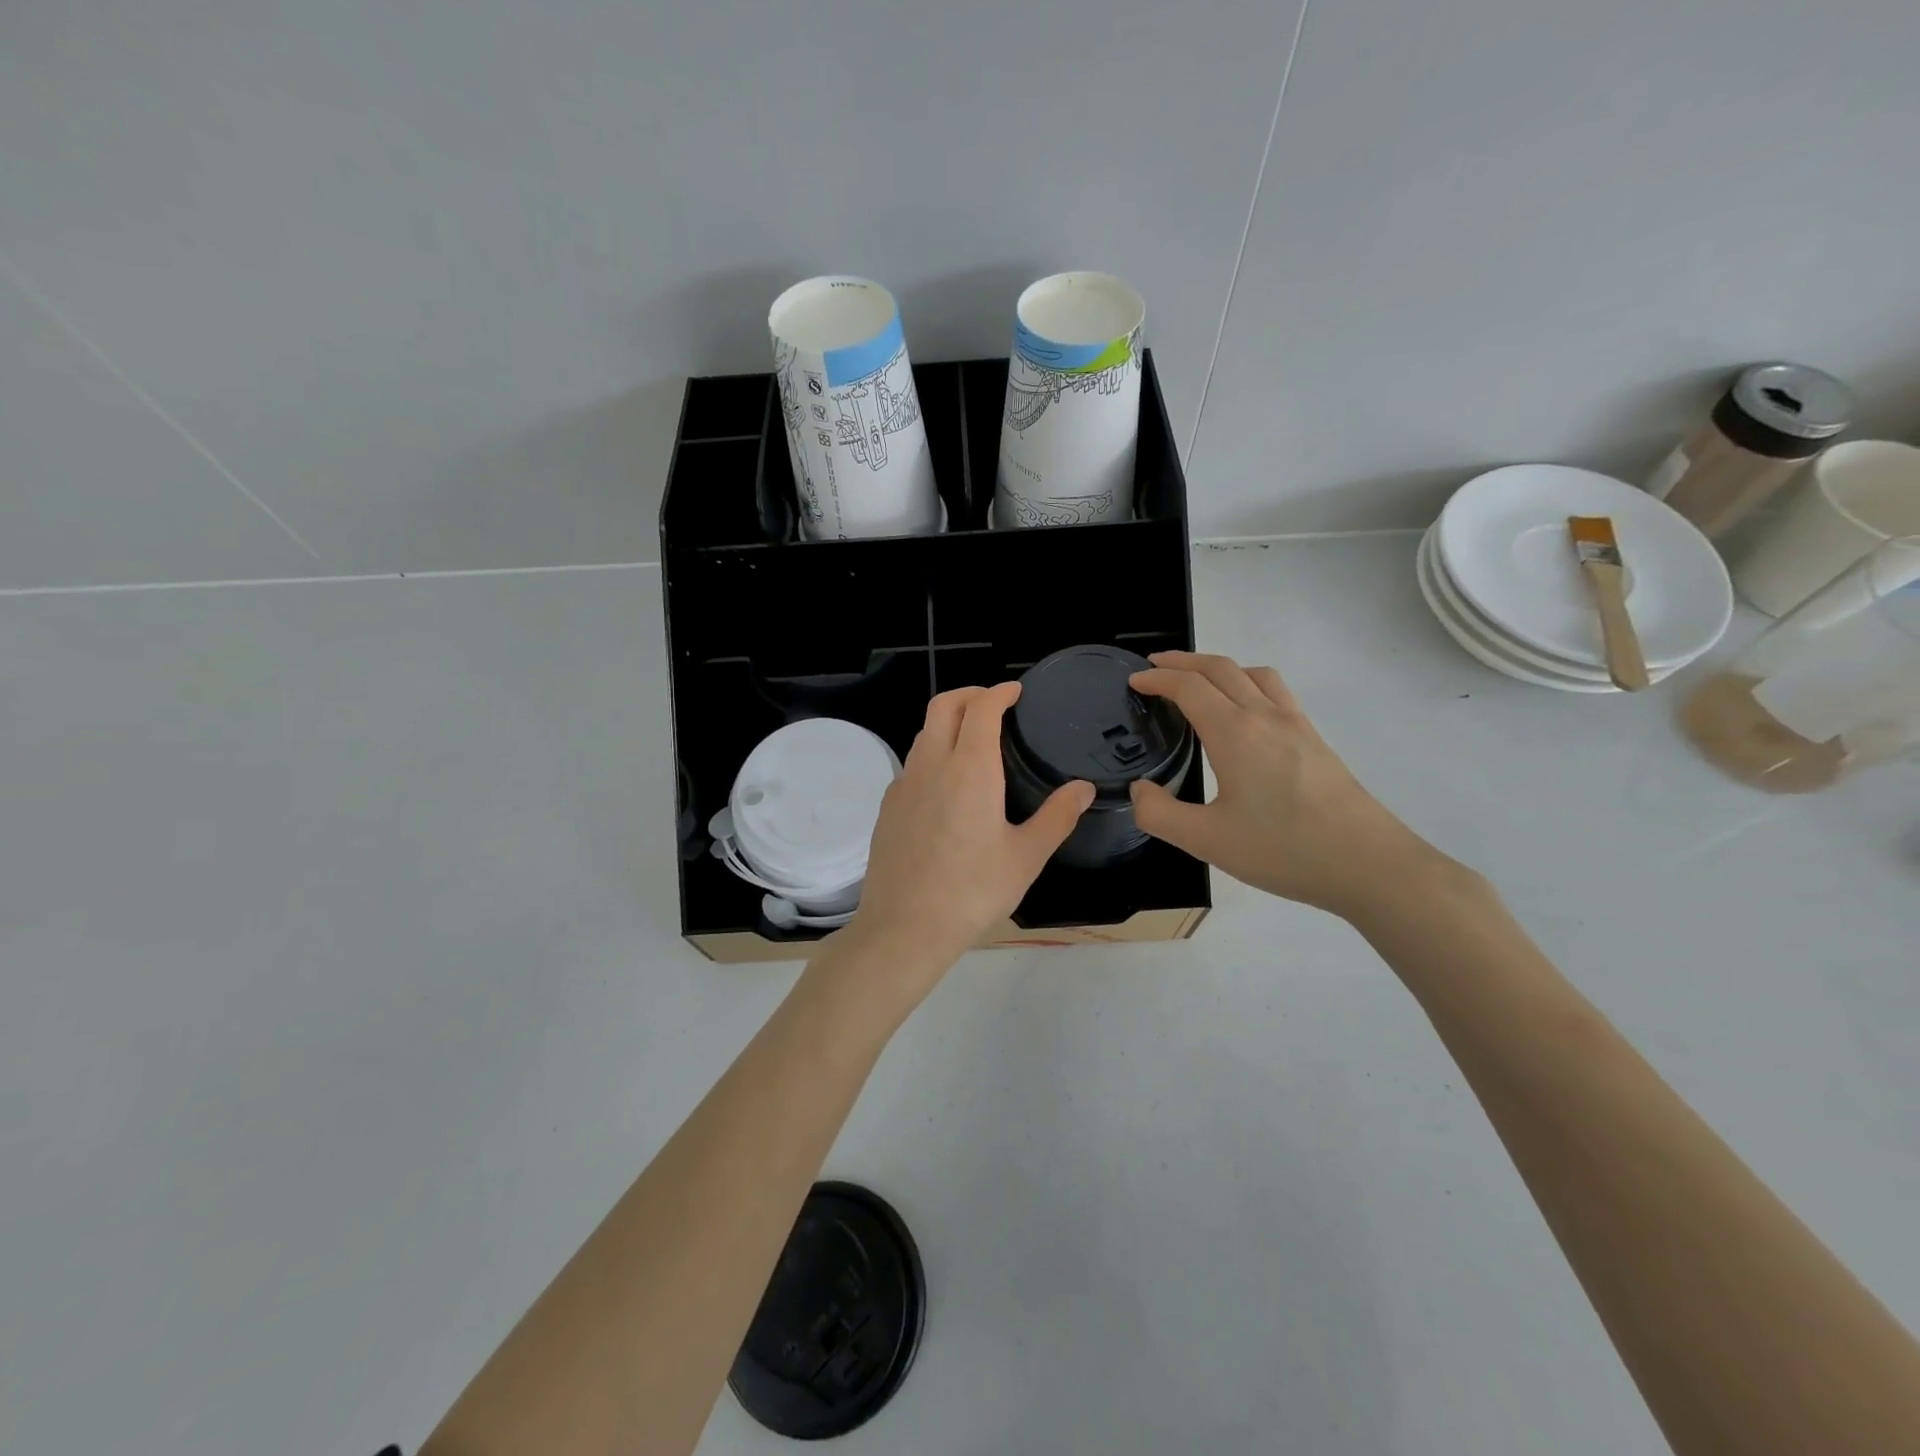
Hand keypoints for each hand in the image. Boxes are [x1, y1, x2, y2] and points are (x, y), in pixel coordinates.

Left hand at [841, 683, 1093, 993]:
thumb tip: (1082, 788)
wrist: (904, 927)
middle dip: (969, 693)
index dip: (999, 691)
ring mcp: (904, 785)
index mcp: (969, 769)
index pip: (981, 708)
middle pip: (943, 706)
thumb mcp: (1026, 857)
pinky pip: (912, 764)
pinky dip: (932, 753)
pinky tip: (947, 784)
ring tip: (973, 739)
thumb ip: (1057, 817)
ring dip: (948, 722)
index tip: (1015, 691)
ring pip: (923, 733)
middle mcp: (931, 765)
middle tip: (994, 702)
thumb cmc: (972, 891)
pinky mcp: (888, 807)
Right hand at [1129, 652, 1446, 920]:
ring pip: (1252, 673)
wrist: (1368, 863)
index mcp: (1234, 733)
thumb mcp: (1207, 841)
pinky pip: (1275, 690)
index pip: (1188, 687)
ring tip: (1197, 681)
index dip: (1157, 679)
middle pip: (1220, 668)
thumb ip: (1159, 814)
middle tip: (1154, 668)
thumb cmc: (1283, 850)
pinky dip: (1247, 681)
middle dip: (1182, 662)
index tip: (1134, 682)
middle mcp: (1265, 716)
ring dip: (1218, 666)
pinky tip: (1245, 711)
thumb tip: (1140, 789)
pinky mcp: (1314, 738)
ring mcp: (1296, 724)